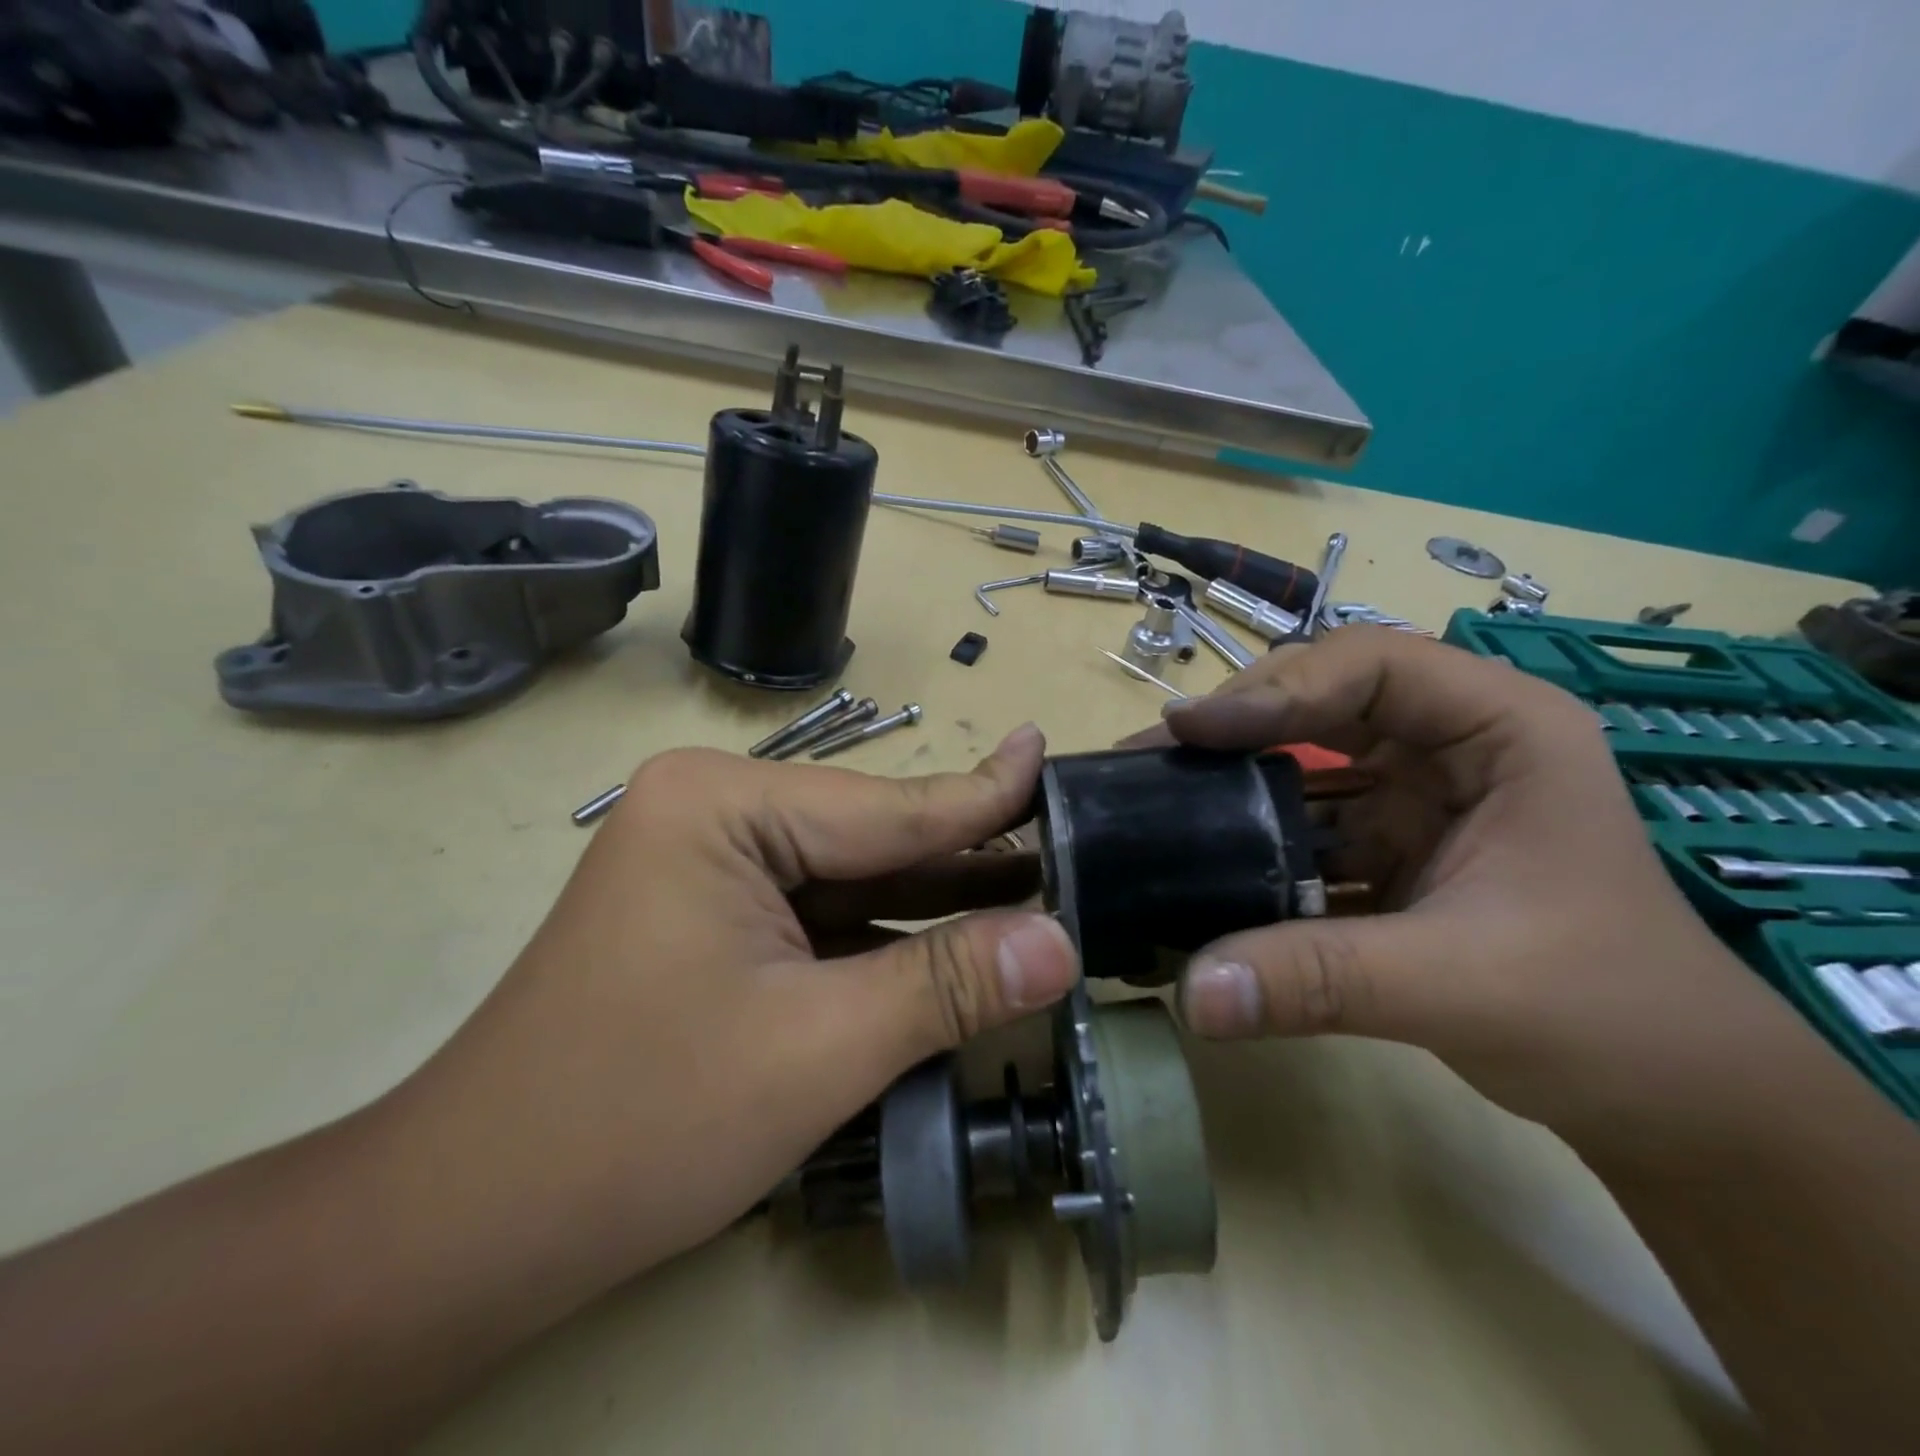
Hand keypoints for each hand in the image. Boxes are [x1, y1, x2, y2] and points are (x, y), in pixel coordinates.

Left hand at [397, 724, 1078, 1276]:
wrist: (475, 1224)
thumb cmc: (641, 1121)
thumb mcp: (819, 1047)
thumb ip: (947, 984)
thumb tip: (1063, 944)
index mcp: (723, 804)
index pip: (888, 807)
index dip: (983, 797)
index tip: (1046, 752)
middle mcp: (714, 812)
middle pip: (870, 838)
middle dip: (965, 858)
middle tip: (1067, 844)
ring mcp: (708, 865)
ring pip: (850, 880)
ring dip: (932, 901)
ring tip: (1035, 890)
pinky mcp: (711, 918)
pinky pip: (819, 916)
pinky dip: (884, 937)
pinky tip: (954, 944)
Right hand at [1141, 627, 1826, 1143]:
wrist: (1674, 1104)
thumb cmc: (1609, 1016)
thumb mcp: (1459, 985)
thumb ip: (1317, 981)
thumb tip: (1191, 994)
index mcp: (1502, 731)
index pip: (1372, 668)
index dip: (1276, 689)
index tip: (1190, 729)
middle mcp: (1454, 748)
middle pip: (1325, 700)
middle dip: (1238, 723)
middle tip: (1156, 753)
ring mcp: (1419, 800)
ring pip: (1308, 763)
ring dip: (1236, 781)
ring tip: (1156, 795)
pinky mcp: (1391, 850)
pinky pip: (1307, 827)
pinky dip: (1255, 842)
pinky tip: (1201, 861)